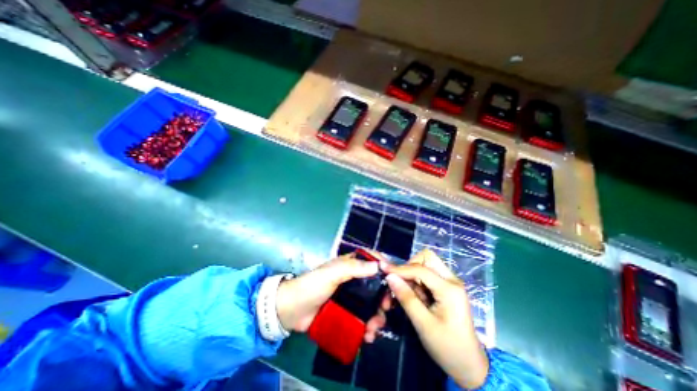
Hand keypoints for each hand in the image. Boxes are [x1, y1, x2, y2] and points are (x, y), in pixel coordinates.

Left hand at [277, 254, 385, 341]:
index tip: (394, 278)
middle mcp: (354, 279)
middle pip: (376, 285)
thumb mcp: (333, 272)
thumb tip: (379, 266)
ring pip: (371, 304)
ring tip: (374, 328)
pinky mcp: (347, 313)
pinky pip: (363, 318)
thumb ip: (354, 267)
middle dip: (384, 296)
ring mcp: (351, 298)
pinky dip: (368, 327)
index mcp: (350, 265)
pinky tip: (368, 335)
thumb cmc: (314, 285)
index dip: (384, 267)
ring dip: (377, 316)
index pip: (372, 261)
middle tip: (386, 308)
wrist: (292, 310)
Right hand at [381, 249, 488, 388]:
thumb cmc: (448, 348)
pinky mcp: (446, 288)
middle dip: (409, 267)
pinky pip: (427, 275)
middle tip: (399, 282)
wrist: (470, 366)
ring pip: (426, 265)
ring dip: (412, 275)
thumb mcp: (424, 325)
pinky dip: (416, 281)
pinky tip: (412, 296)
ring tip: (405, 293)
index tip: (383, 270)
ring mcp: (450, 283)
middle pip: (427, 258)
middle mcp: (451, 280)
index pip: (420, 269)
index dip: (400, 268)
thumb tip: (390, 277)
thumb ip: (406, 298)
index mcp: (449, 289)